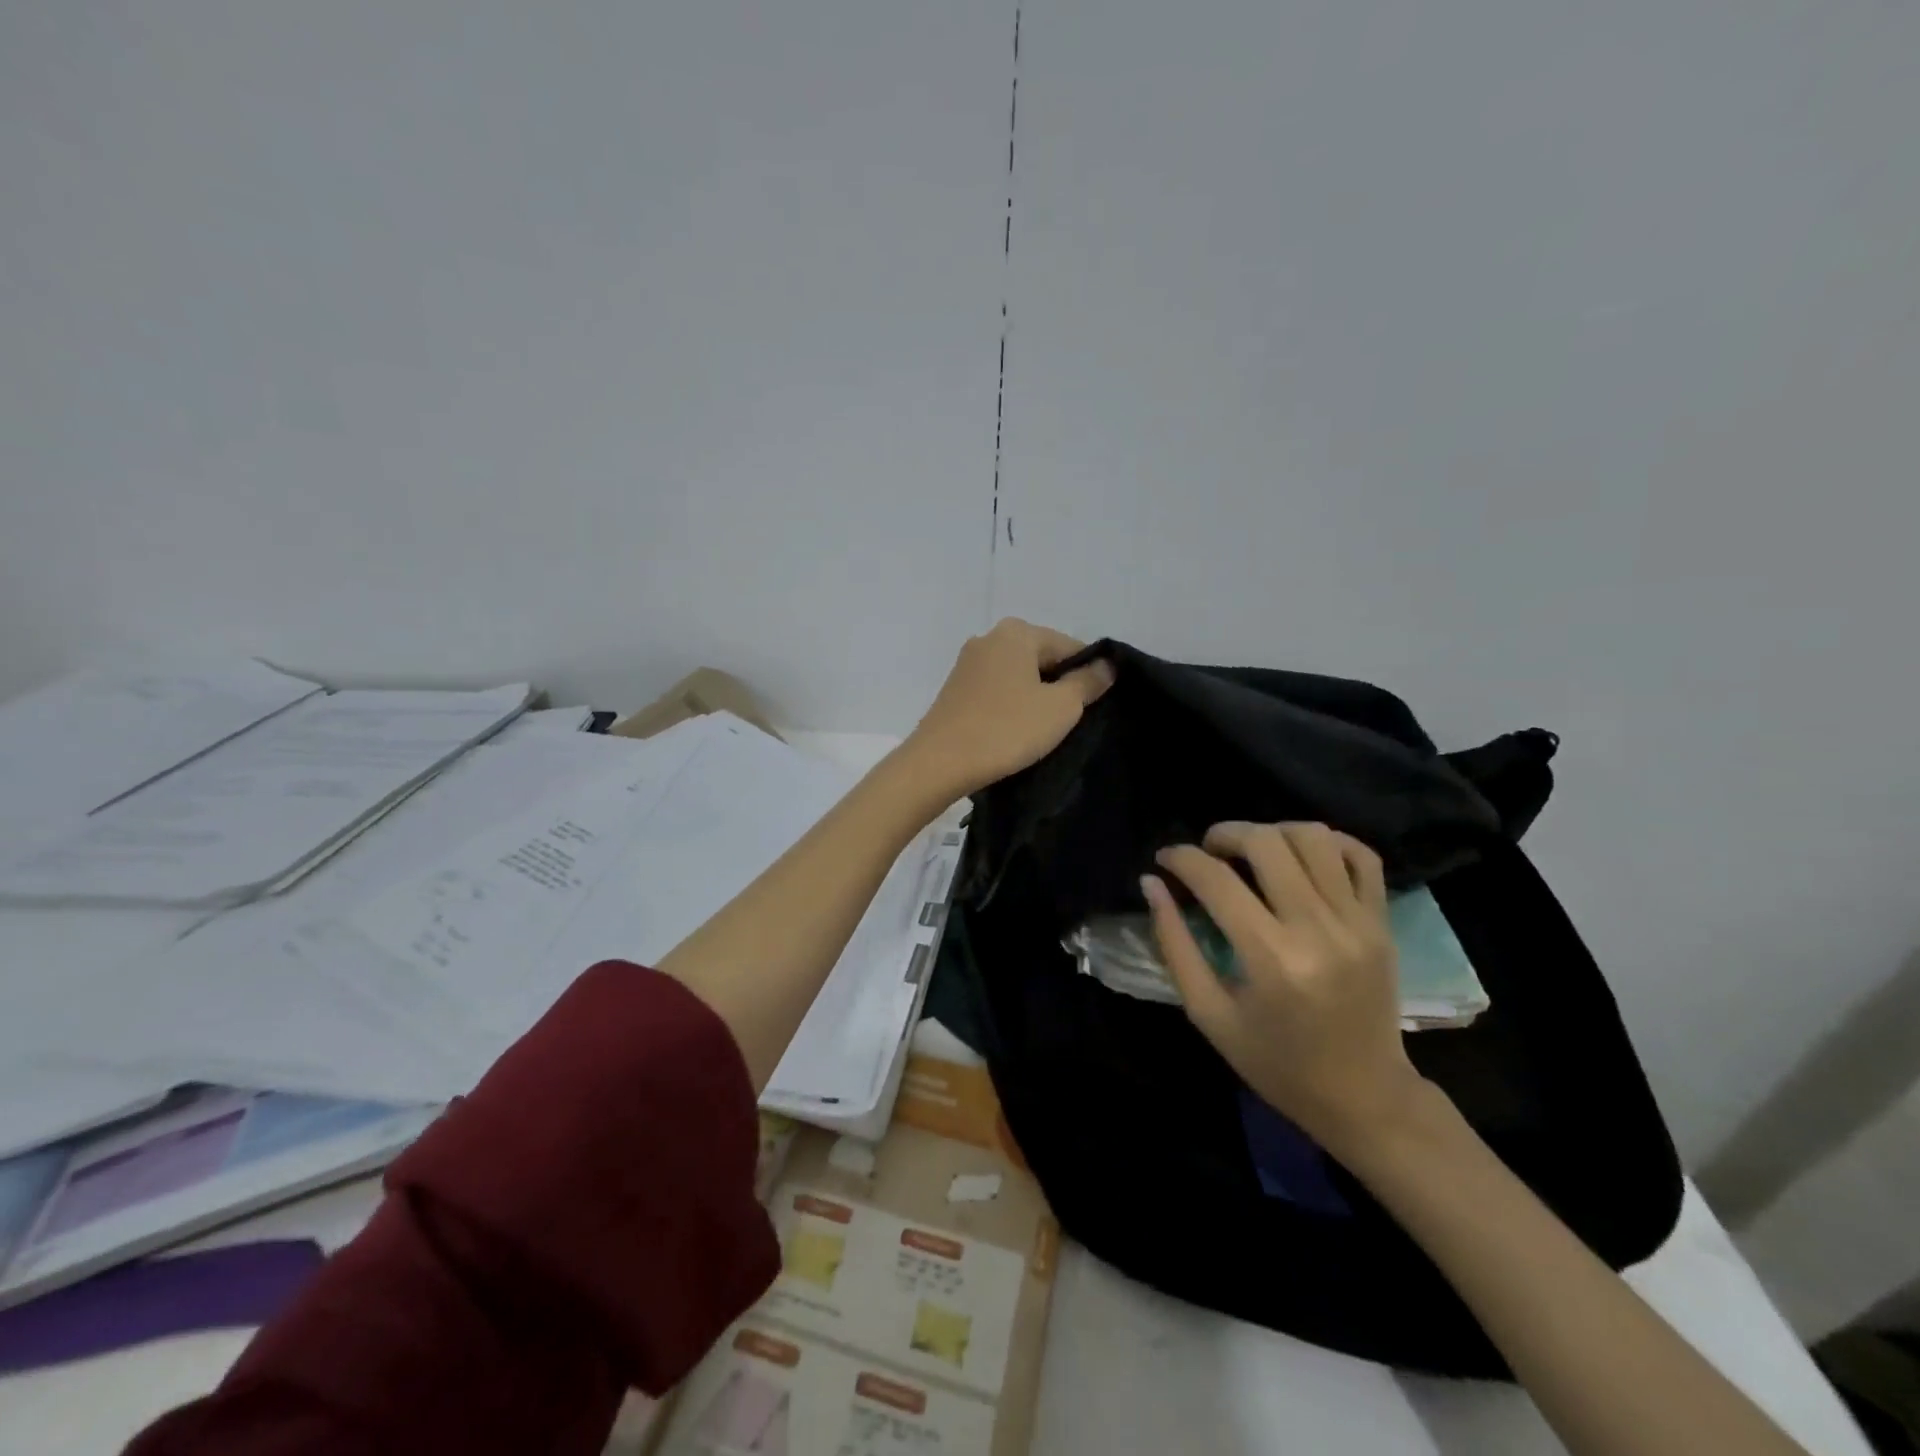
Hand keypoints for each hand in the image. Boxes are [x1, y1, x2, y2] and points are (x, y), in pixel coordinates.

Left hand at [905, 619, 1114, 798]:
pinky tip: (1014, 732)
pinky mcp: (955, 689)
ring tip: (1041, 732)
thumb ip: (1088, 682)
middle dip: (1059, 686)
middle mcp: (989, 638)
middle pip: (1042, 659)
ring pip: (1018, 676)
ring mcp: (968, 663)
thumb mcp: (1061, 707)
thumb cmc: (1006, 730)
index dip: (1087, 676)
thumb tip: (1107, 664)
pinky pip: (997, 691)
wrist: (939, 763)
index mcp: (1017, 632)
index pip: (1070, 646)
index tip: (1092, 708)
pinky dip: (1010, 707)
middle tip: (1068, 723)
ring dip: (1034, 699)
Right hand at [1143, 822, 1424, 1152]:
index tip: (1164, 859)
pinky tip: (1300, 856)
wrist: (1364, 1097)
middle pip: (1266, 843)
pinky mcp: (1382, 923)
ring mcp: (1358, 923)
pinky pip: (1361, 856)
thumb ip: (1174, 944)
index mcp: (1271, 960)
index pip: (1217, 880)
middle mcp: (1319, 930)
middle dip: (1224, 834)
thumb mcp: (1208, 1014)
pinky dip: (1327, 842)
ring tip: (1252, 852)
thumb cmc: (1276, 1063)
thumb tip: (1151, 884)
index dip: (1181, 859)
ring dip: (1272, 832)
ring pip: (1314, 838)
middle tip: (1207, 851)